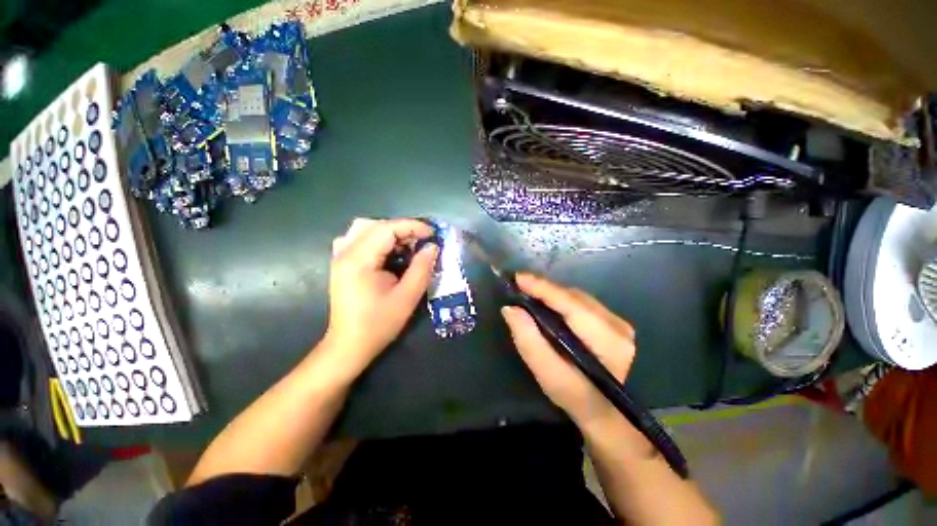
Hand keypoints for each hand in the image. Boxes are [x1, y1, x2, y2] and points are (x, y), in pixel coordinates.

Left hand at [324, 218, 438, 374]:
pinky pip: (357, 238)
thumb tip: (432, 247)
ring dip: (389, 232)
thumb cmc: (379, 324)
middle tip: (421, 242)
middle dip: (402, 229)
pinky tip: (386, 252)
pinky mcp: (341, 263)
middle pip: (375, 225)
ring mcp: (339, 257)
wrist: (349, 345)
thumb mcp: (407, 297)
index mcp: (359, 260)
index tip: (432, 234)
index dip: (412, 226)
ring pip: (364, 228)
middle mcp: (345, 252)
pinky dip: (376, 238)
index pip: (387, 229)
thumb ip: (421, 268)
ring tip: (406, 246)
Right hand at [502, 273, 635, 426]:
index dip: (543, 288)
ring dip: (552, 293)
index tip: (518, 278)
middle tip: (519, 285)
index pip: (570, 303)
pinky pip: (581, 302)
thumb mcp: (547, 374)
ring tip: (529, 292)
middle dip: (544, 289)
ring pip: (577, 297)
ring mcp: (618, 322)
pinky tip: (547, 302)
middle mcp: (617, 325)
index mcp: (606, 340)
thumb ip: (529, 341)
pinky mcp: (614, 322)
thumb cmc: (575, 396)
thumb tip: (511, 309)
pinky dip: (561, 300)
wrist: (605, 412)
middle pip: (573, 296)